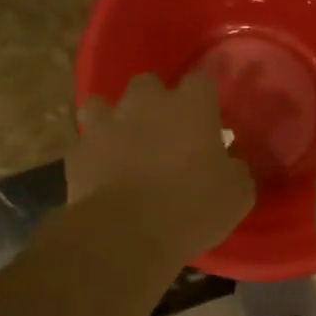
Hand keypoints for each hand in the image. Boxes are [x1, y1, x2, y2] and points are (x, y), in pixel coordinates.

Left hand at [69, 71, 255, 262]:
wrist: (126, 234)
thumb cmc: (193, 208)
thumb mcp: (237, 194)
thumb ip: (235, 168)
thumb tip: (230, 161)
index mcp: (191, 106)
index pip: (202, 82)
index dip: (204, 101)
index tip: (209, 123)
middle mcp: (147, 103)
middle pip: (150, 83)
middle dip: (155, 102)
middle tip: (165, 133)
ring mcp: (107, 123)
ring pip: (104, 104)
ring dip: (115, 120)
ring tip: (124, 146)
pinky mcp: (78, 150)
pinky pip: (85, 142)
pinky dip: (93, 153)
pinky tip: (100, 172)